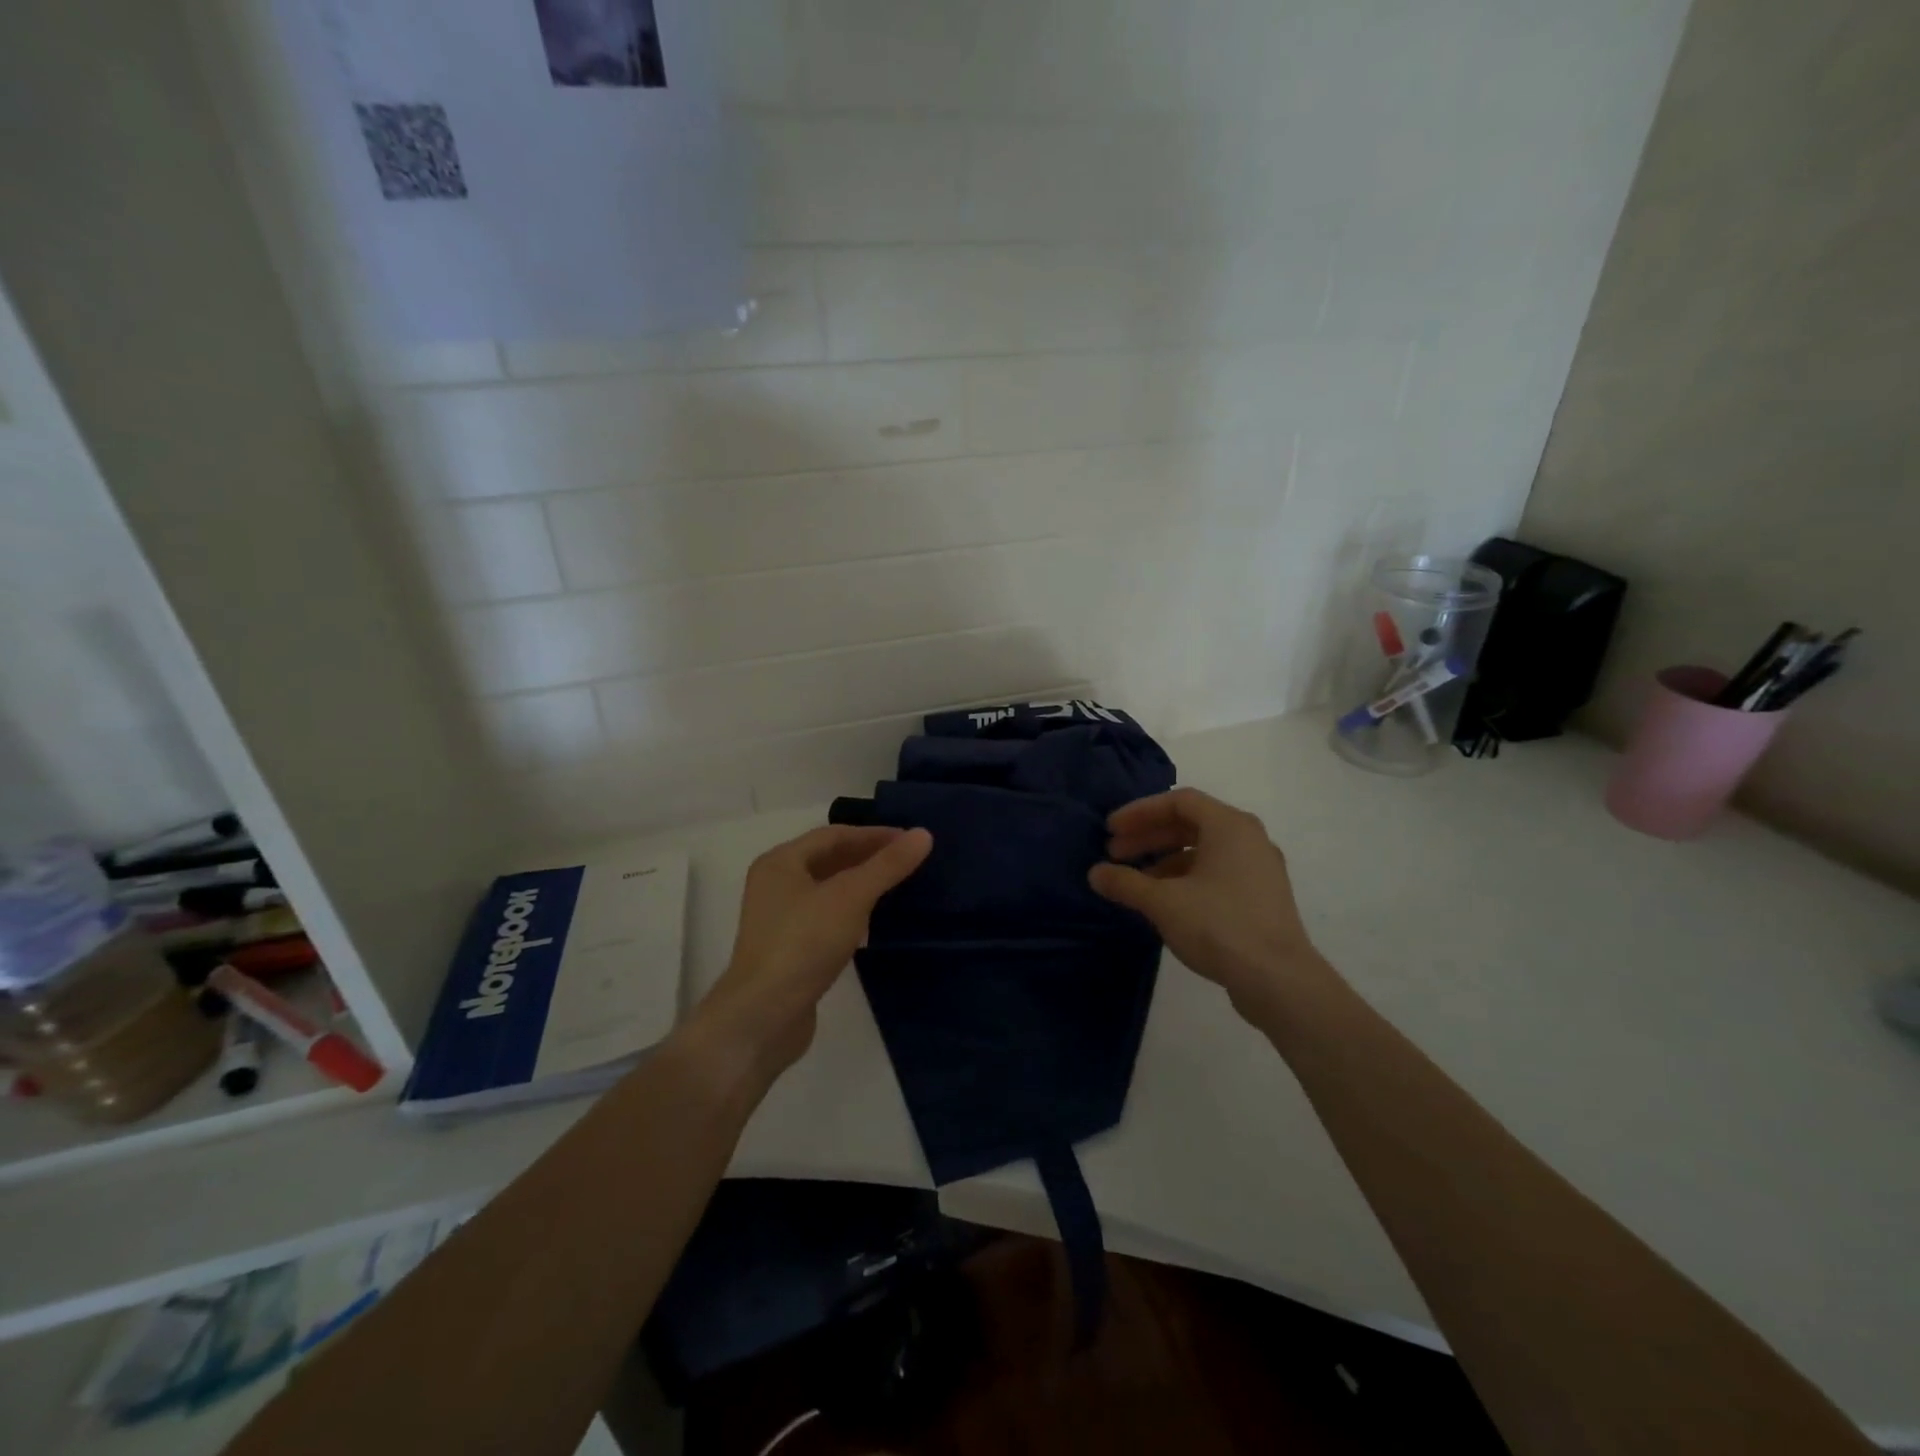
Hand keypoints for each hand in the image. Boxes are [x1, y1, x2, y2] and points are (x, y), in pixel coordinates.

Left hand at [685, 824, 932, 1086]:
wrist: (763, 1017)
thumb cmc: (804, 944)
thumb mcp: (851, 897)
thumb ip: (887, 866)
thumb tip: (923, 834)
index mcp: (781, 862)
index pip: (834, 835)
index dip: (874, 834)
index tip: (911, 840)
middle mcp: (776, 884)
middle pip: (829, 860)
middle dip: (869, 858)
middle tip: (910, 862)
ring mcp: (780, 919)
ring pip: (828, 890)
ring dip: (861, 885)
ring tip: (898, 888)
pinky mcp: (789, 949)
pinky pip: (826, 918)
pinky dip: (851, 913)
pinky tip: (873, 924)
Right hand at [1088, 788, 1333, 1027]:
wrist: (1279, 980)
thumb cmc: (1219, 926)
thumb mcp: (1162, 902)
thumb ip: (1126, 883)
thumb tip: (1095, 873)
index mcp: (1229, 826)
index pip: (1178, 802)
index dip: (1139, 812)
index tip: (1110, 830)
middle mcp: (1249, 838)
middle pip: (1190, 824)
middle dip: (1149, 836)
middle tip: (1114, 854)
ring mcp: (1260, 869)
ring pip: (1204, 850)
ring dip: (1165, 859)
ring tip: (1135, 881)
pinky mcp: (1262, 897)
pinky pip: (1217, 872)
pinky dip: (1186, 877)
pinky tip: (1165, 901)